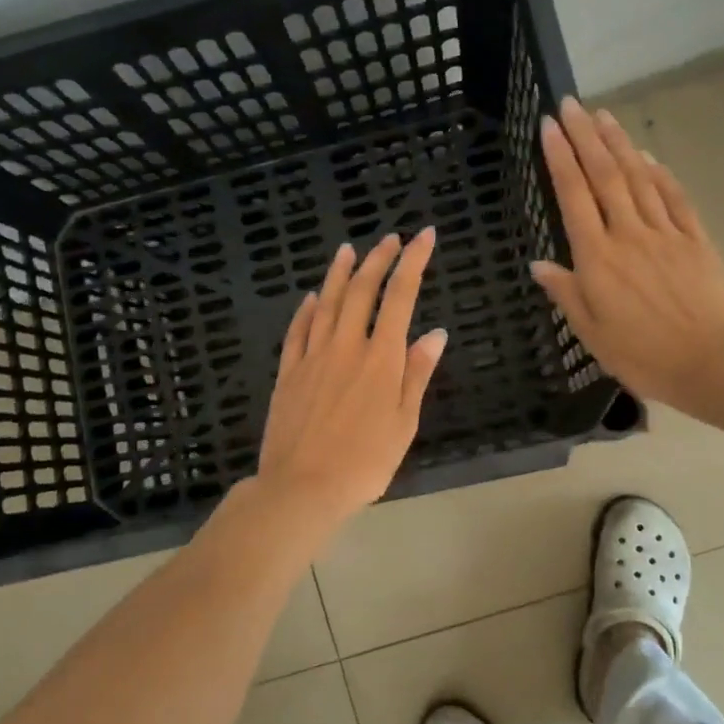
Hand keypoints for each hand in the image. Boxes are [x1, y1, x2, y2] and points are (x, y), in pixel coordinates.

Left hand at [255, 230, 448, 524]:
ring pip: (325, 303)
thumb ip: (417, 374)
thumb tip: (435, 333)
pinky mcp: (288, 372)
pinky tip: (310, 297)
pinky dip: (306, 309)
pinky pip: (297, 331)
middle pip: (361, 290)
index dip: (413, 262)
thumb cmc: (364, 463)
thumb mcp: (403, 423)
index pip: (400, 297)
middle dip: (378, 259)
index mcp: (380, 359)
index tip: (423, 236)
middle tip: (389, 238)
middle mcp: (346, 347)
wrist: (302, 487)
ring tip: (348, 249)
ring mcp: (312, 357)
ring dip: (338, 273)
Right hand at [530, 100, 723, 419]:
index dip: (560, 158)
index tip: (549, 126)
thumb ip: (566, 292)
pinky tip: (649, 155)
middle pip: (605, 176)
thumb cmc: (642, 355)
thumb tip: (538, 264)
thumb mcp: (592, 333)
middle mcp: (629, 234)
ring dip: (620, 143)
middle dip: (586, 137)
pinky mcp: (696, 240)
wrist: (711, 363)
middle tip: (571, 104)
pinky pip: (675, 198)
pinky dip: (660, 172)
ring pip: (640, 178)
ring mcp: (666, 233)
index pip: (574, 196)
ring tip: (603, 115)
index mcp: (598, 258)